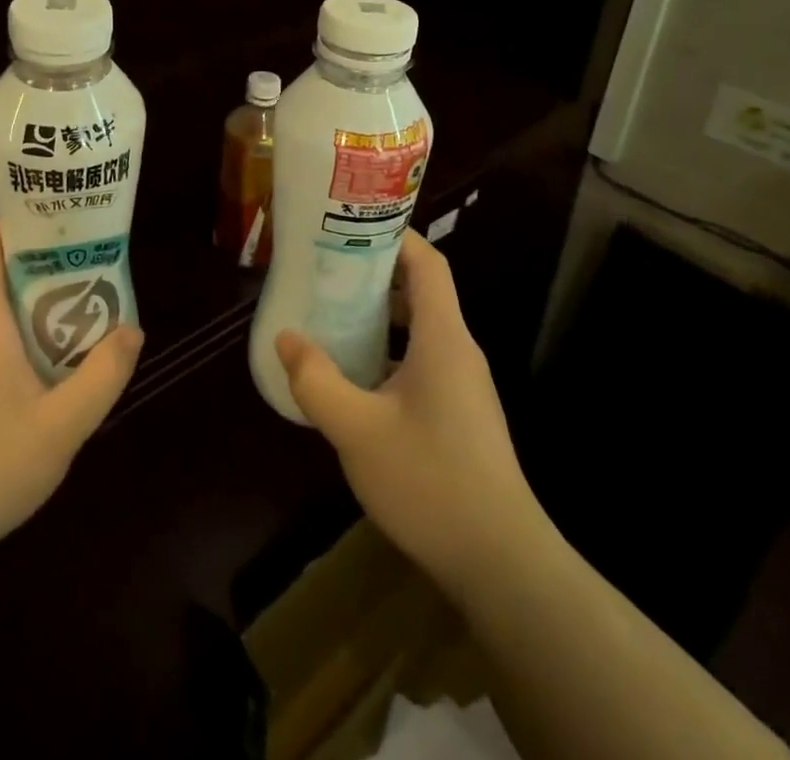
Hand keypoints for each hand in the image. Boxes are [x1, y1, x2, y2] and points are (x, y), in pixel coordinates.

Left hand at [0, 220, 142, 565]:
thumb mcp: (62, 427)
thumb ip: (103, 375)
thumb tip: (131, 330)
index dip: (14, 224)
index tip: (56, 231)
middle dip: (35, 270)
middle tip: (81, 280)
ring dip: (21, 310)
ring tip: (65, 328)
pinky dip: (3, 343)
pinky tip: (30, 383)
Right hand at [275, 231, 541, 595]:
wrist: (503, 564)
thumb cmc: (431, 482)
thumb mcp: (357, 430)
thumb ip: (316, 380)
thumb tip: (286, 338)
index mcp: (443, 337)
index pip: (427, 262)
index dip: (394, 235)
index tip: (350, 225)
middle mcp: (458, 350)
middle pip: (421, 290)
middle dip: (375, 273)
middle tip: (326, 268)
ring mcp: (464, 384)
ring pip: (421, 328)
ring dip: (380, 315)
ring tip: (332, 314)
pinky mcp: (461, 413)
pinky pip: (422, 360)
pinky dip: (389, 350)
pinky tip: (355, 375)